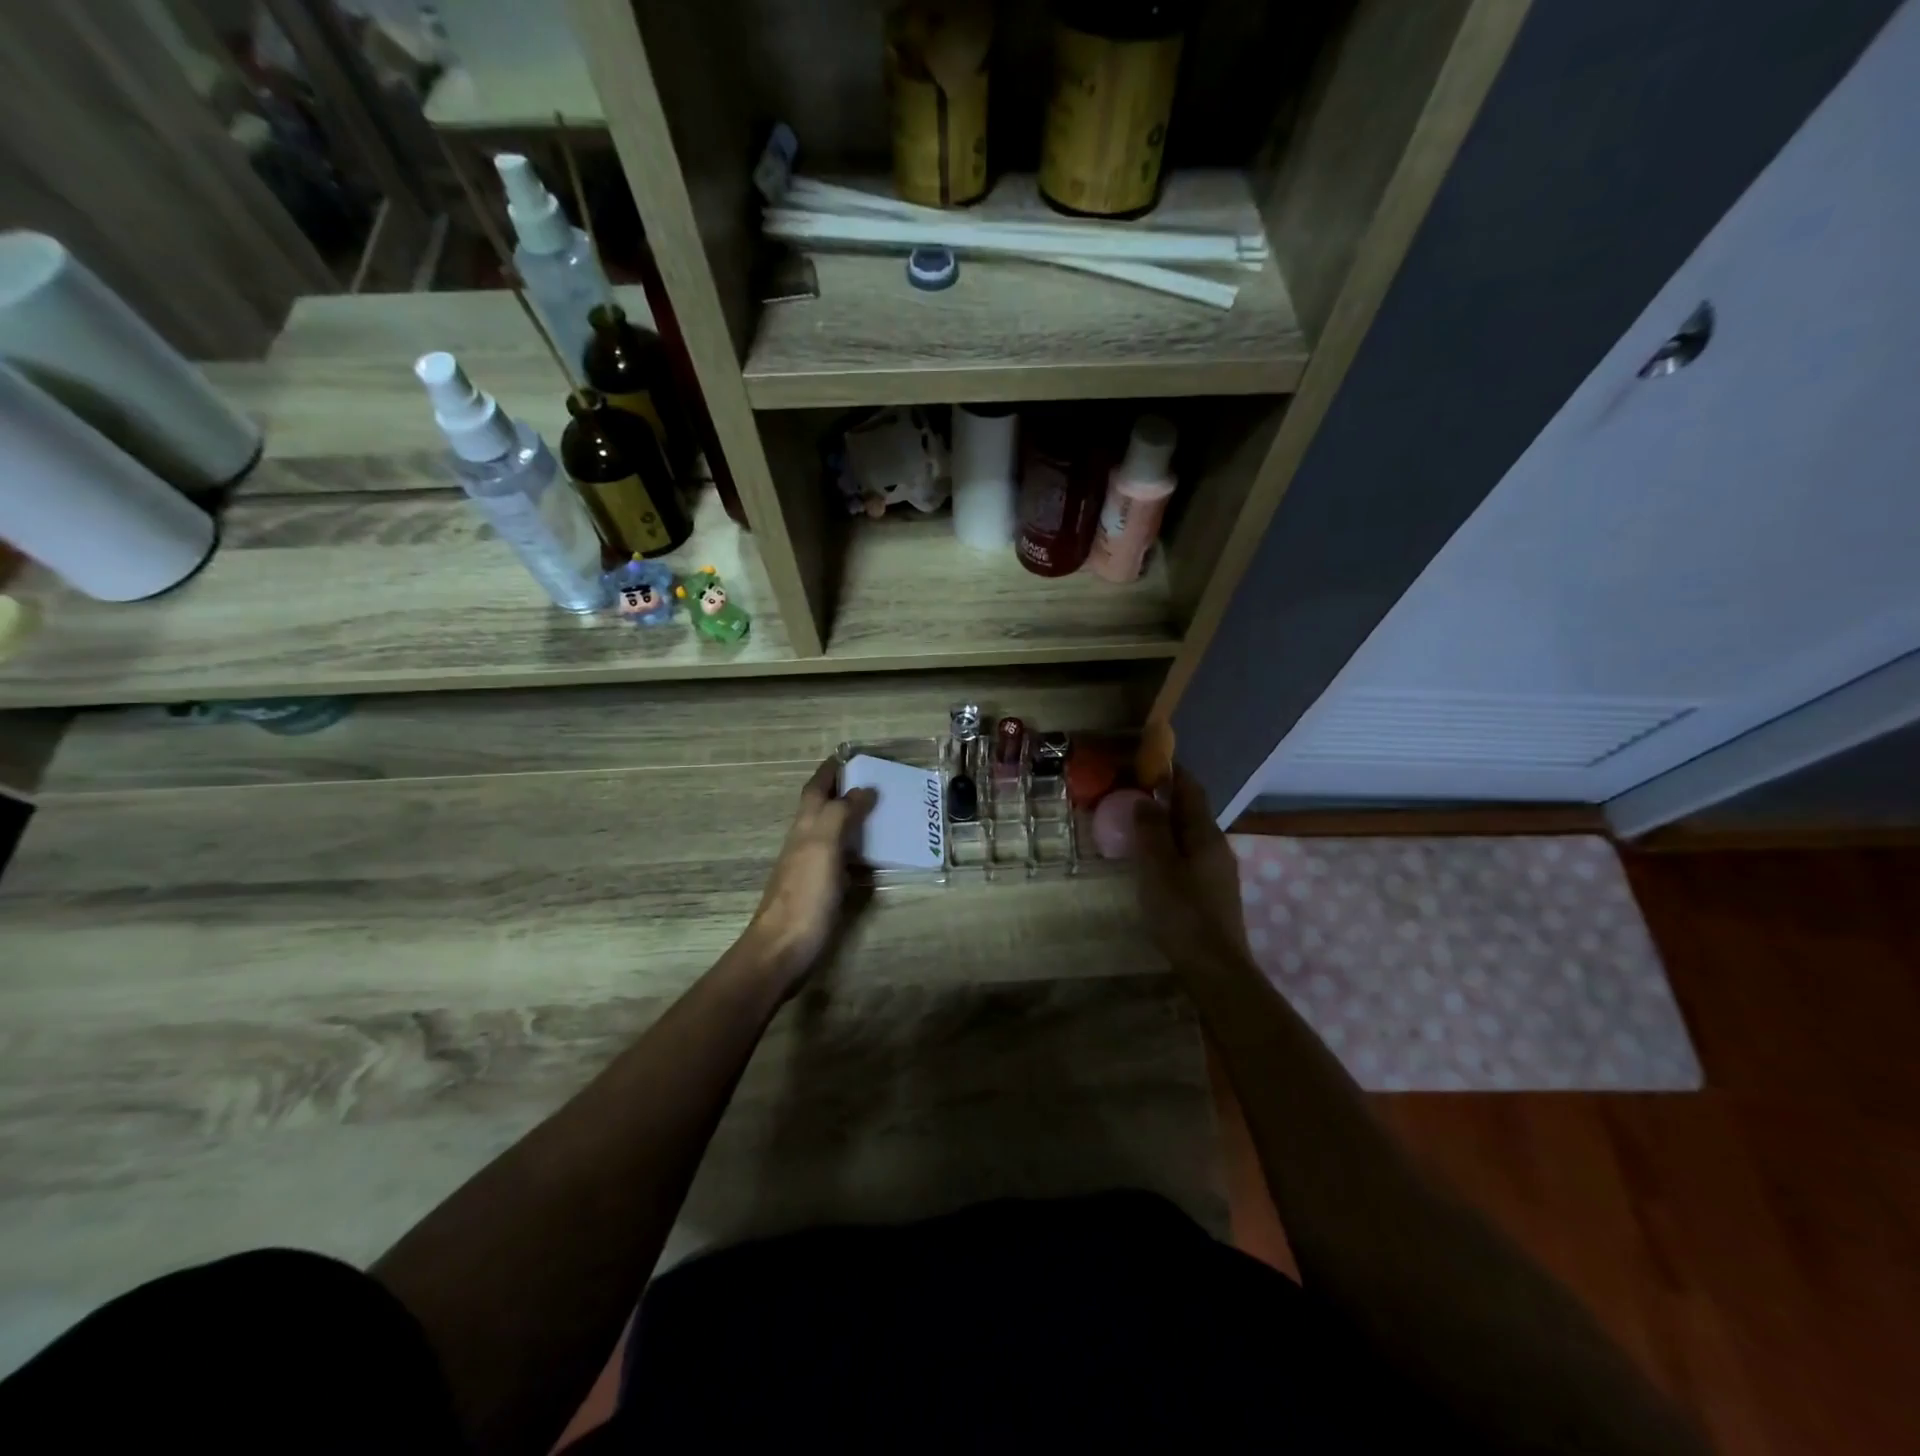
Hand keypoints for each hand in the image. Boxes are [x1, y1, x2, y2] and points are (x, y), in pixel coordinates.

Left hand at [740, 759, 876, 994]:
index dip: (828, 772)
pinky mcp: (819, 892)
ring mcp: (809, 869)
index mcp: (804, 828)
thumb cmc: (804, 895)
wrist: (783, 949)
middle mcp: (804, 843)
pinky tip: (871, 857)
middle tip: (872, 782)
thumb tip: (863, 789)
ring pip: (830, 833)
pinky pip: (840, 859)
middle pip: (820, 809)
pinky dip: (855, 849)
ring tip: (880, 813)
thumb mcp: (822, 846)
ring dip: (850, 819)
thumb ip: (840, 814)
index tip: (846, 756)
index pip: (815, 790)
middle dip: (841, 791)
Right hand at [1132, 764, 1251, 966]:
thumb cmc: (1183, 913)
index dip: (1172, 772)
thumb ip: (1151, 830)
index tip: (1147, 760)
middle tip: (1132, 791)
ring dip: (1167, 823)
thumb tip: (1145, 798)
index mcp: (1205, 835)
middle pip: (1192, 811)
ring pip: (1190, 834)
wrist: (1215, 968)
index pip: (1191, 789)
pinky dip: (1170, 846)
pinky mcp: (1212, 891)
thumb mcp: (1158, 868)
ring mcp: (1218, 870)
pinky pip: (1189, 855)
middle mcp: (1217, 846)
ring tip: (1137, 823)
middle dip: (1166, 797)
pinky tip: (1152, 860)